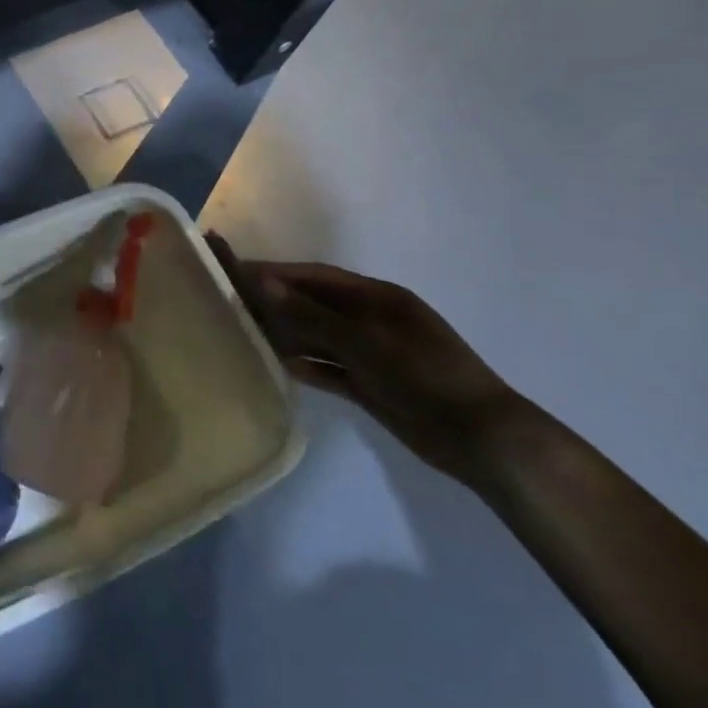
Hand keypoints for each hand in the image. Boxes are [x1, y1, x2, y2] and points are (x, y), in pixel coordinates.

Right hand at [209, 236, 526, 484]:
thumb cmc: (425, 376)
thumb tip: (262, 283)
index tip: (232, 269)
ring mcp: (370, 353)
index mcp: (376, 298)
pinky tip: (277, 365)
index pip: (313, 276)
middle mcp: (369, 320)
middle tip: (228, 301)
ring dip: (285, 334)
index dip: (273, 272)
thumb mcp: (367, 341)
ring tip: (242, 332)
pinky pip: (327, 368)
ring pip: (316, 336)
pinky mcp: (369, 384)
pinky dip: (304, 365)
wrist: (479, 438)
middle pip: (311, 304)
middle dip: (273, 301)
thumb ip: (312, 314)